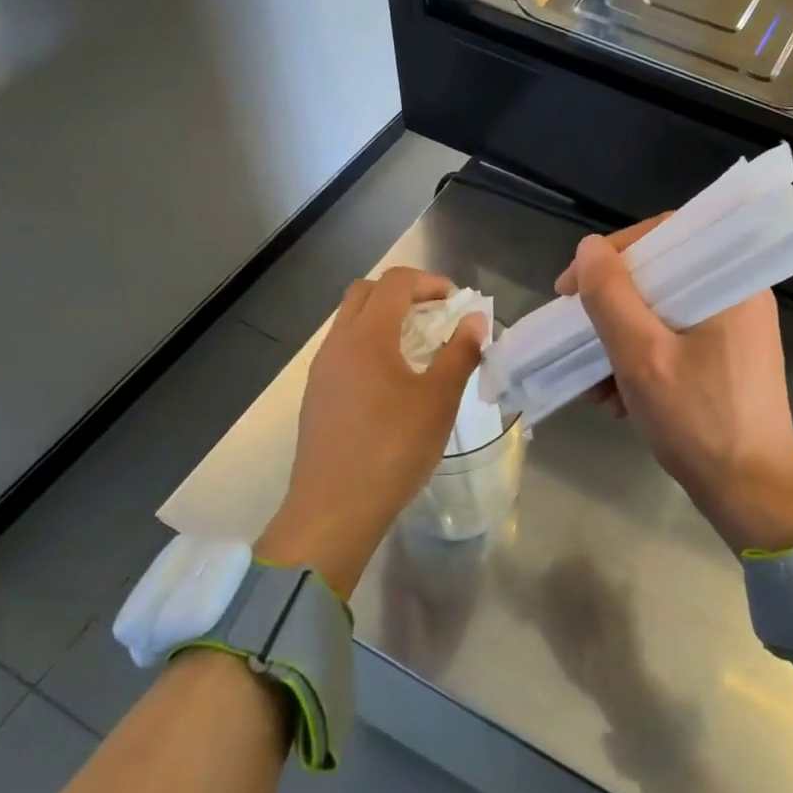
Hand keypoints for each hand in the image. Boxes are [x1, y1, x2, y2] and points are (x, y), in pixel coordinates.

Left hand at [257, 268, 485, 596]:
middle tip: (435, 316)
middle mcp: (337, 343)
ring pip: (350, 322)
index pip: (395, 282)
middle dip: (403, 293)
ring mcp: (321, 370)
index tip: (456, 302)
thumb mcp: (439, 400)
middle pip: (365, 292)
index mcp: (366, 336)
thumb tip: (475, 319)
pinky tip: (393, 381)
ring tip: (419, 348)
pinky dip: (370, 345)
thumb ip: (460, 353)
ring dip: (384, 319)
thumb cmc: (393, 449)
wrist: (333, 510)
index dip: (429, 282)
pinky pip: (343, 350)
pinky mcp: (317, 396)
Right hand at [557, 221, 792, 553]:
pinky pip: (675, 341)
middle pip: (661, 277)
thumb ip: (611, 298)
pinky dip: (642, 361)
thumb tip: (589, 249)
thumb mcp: (642, 358)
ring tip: (594, 383)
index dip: (612, 254)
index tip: (573, 286)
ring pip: (663, 313)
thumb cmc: (699, 423)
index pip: (666, 235)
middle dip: (611, 308)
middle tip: (577, 330)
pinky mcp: (727, 359)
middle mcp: (738, 296)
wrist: (751, 496)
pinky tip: (616, 399)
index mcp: (731, 283)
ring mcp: (734, 330)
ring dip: (621, 341)